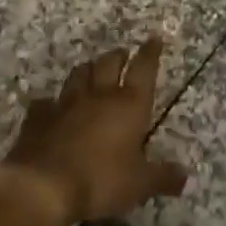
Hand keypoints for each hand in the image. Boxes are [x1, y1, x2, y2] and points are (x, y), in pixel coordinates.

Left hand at [0, 37, 188, 225]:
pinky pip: (45, 102)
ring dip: (87, 69)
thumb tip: (186, 178)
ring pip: (78, 75)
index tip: (154, 38)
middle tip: (122, 54)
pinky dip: (50, 102)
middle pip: (109, 64)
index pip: (144, 69)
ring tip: (91, 69)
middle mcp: (99, 95)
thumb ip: (163, 177)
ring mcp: (66, 103)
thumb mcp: (139, 184)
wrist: (43, 186)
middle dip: (118, 56)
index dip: (150, 53)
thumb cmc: (100, 180)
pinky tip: (50, 105)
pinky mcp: (39, 118)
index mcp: (129, 105)